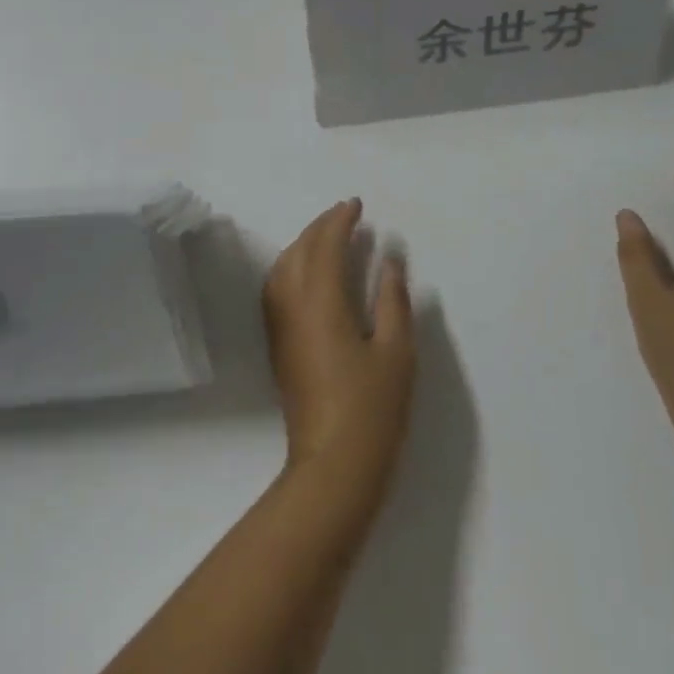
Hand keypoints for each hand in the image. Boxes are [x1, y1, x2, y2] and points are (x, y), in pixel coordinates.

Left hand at [263, 199, 415, 503]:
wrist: (333, 468)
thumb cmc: (372, 409)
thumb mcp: (397, 352)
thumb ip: (393, 300)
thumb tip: (390, 260)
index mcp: (322, 301)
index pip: (325, 245)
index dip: (340, 221)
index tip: (357, 205)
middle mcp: (293, 306)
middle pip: (299, 250)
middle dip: (320, 226)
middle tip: (345, 214)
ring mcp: (280, 326)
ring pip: (283, 267)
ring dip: (303, 244)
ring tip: (328, 236)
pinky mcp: (278, 345)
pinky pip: (277, 288)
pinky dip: (291, 266)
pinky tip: (308, 273)